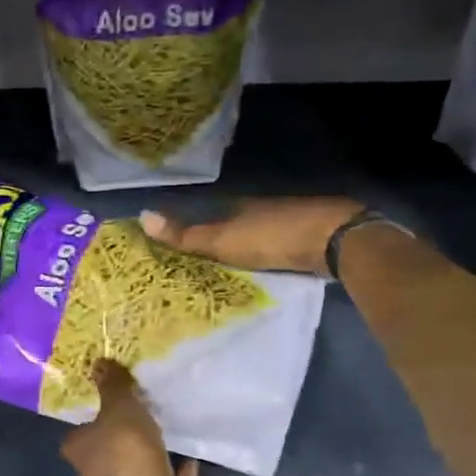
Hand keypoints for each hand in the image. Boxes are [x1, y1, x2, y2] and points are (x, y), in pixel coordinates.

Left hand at [60, 361, 202, 475]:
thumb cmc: (124, 451)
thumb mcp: (119, 407)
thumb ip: (113, 387)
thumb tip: (99, 362)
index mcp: (82, 450)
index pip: (81, 434)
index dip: (93, 422)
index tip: (108, 406)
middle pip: (111, 455)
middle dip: (124, 443)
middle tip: (142, 419)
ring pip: (142, 474)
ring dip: (153, 460)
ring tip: (169, 435)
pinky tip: (193, 461)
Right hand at [140, 198, 367, 276]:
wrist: (333, 239)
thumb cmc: (272, 237)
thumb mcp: (223, 240)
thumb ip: (186, 235)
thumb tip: (142, 216)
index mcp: (239, 205)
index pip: (209, 212)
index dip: (194, 226)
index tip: (179, 244)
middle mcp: (261, 209)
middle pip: (234, 223)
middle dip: (219, 239)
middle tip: (199, 262)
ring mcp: (288, 222)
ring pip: (257, 235)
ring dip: (243, 249)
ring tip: (225, 271)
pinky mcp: (308, 239)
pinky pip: (277, 248)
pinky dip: (265, 257)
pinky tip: (260, 271)